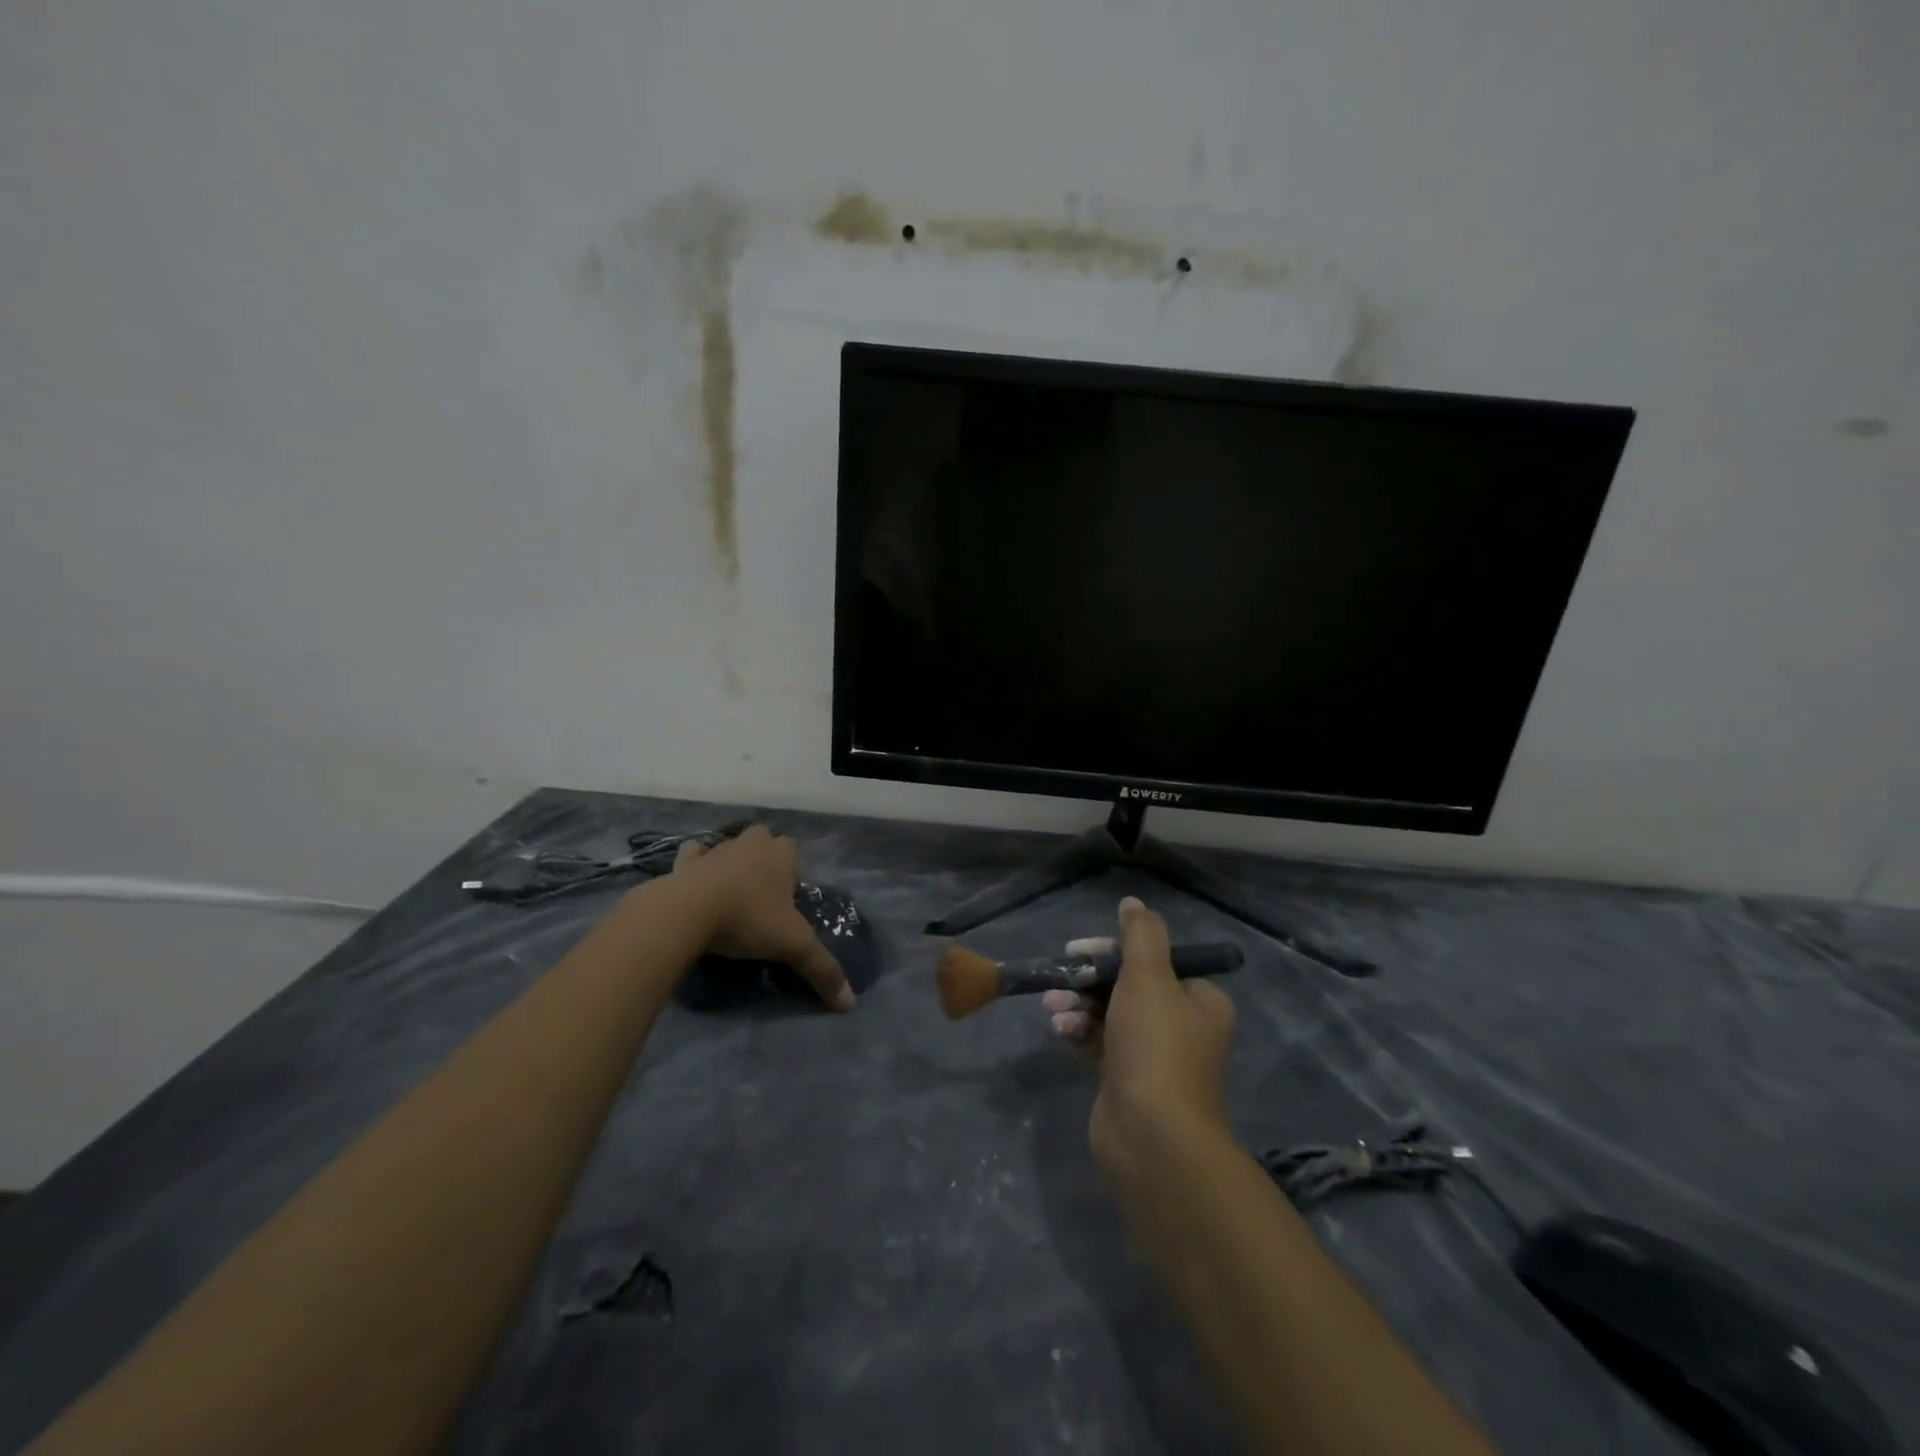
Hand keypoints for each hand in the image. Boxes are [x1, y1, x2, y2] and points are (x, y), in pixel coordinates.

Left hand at [670, 827, 855, 1010]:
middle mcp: (752, 843)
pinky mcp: (684, 862)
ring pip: (729, 846)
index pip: (793, 850)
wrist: (688, 911)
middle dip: (763, 859)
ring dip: (731, 862)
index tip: (785, 901)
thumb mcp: (794, 946)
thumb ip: (823, 969)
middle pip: (763, 841)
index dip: (791, 872)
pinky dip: (695, 865)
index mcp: (781, 854)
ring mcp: (716, 849)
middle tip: (761, 895)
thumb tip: (850, 1003)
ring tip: (729, 894)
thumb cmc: (749, 919)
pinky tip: (694, 882)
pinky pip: (692, 855)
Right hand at [1044, 896, 1236, 1180]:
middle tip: (1061, 979)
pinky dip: (1079, 1034)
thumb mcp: (1149, 977)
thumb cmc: (1155, 1046)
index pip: (1154, 959)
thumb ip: (1140, 935)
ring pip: (1108, 1015)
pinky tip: (1060, 1033)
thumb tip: (1133, 903)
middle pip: (1127, 986)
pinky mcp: (1126, 1081)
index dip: (1114, 951)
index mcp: (1200, 1000)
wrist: (1151, 1137)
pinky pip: (1099, 1044)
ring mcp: (1153, 1057)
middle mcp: (1181, 1026)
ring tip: (1055, 1011)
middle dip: (1088, 980)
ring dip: (1077, 1006)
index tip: (1080, 951)